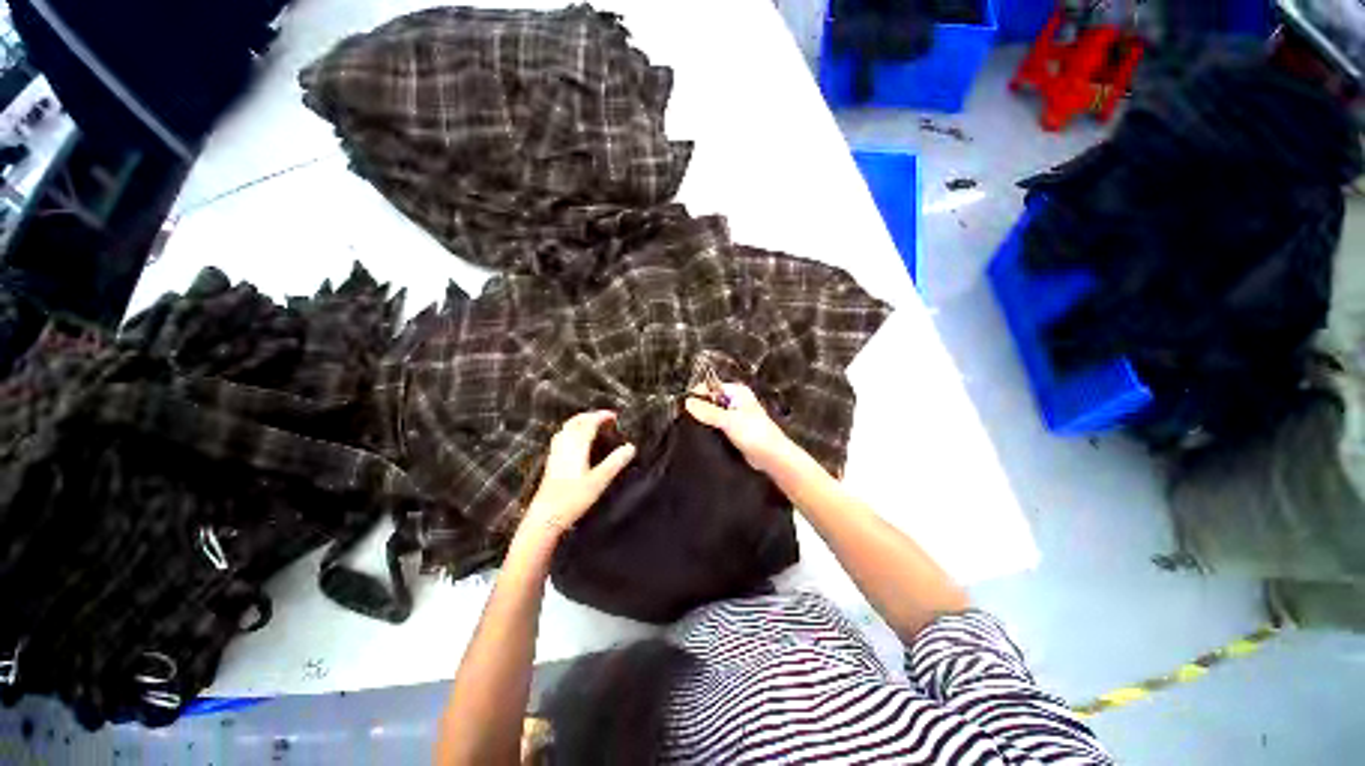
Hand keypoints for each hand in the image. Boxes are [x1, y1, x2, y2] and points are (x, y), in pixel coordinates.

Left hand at [521, 411, 635, 541]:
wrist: (545, 517)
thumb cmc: (572, 499)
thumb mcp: (599, 481)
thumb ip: (615, 463)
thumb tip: (631, 447)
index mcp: (576, 447)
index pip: (589, 424)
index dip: (601, 416)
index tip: (614, 415)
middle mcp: (564, 446)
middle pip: (575, 423)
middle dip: (589, 416)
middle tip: (604, 417)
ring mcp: (556, 454)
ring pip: (566, 429)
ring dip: (579, 422)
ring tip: (591, 424)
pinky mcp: (551, 463)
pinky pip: (561, 438)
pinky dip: (571, 431)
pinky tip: (574, 441)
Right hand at [685, 382, 800, 475]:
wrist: (772, 457)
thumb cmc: (756, 435)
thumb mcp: (728, 421)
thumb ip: (707, 411)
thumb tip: (688, 402)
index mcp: (737, 391)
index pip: (710, 387)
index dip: (697, 395)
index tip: (685, 407)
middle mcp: (736, 400)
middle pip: (710, 400)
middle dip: (700, 408)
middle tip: (689, 420)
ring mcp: (735, 415)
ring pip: (713, 414)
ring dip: (705, 421)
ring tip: (697, 429)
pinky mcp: (734, 429)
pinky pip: (717, 426)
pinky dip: (711, 430)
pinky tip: (705, 436)